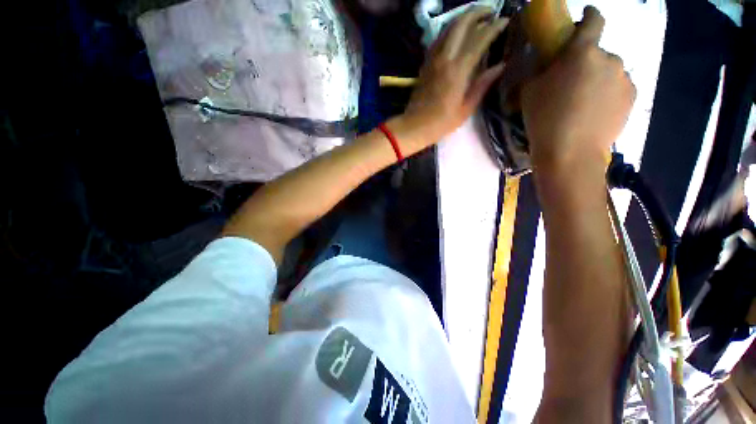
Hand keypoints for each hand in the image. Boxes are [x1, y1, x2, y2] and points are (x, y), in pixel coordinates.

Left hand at [403, 8, 508, 146]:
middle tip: (491, 13)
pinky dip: (450, 30)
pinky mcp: (425, 63)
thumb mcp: (465, 109)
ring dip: (463, 18)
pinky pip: (438, 39)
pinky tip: (457, 34)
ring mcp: (432, 59)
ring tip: (477, 19)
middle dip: (478, 12)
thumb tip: (500, 66)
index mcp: (458, 71)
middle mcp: (444, 58)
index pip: (479, 38)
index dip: (494, 26)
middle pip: (461, 23)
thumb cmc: (441, 123)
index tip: (505, 21)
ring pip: (448, 27)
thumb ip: (482, 85)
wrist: (414, 126)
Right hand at [522, 6, 634, 175]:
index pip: (593, 19)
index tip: (583, 19)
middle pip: (598, 53)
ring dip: (598, 79)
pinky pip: (618, 88)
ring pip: (609, 72)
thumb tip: (548, 64)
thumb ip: (540, 69)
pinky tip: (594, 113)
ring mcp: (624, 79)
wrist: (569, 153)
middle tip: (571, 84)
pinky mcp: (632, 98)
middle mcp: (610, 58)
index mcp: (583, 52)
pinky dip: (607, 95)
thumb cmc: (544, 119)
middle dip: (586, 62)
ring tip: (583, 104)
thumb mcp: (528, 91)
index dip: (588, 15)